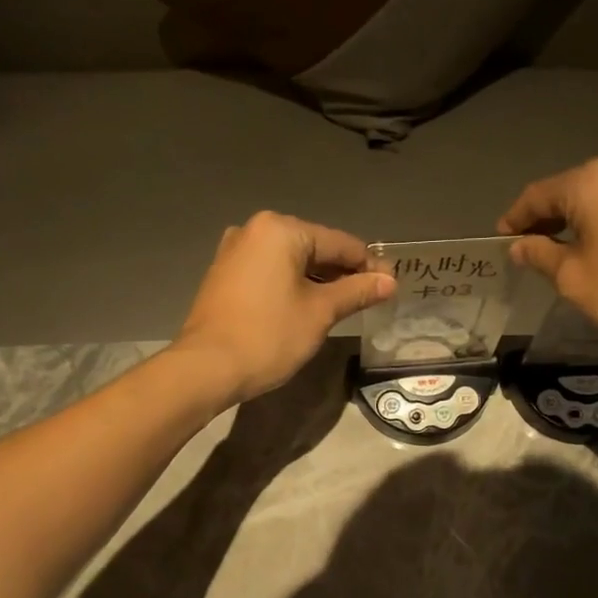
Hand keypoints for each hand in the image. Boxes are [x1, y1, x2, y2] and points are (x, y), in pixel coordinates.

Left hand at [173, 212, 395, 404]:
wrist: (207, 367)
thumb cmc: (269, 336)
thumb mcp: (320, 312)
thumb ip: (357, 291)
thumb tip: (389, 281)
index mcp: (281, 230)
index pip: (340, 243)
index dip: (369, 265)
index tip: (391, 285)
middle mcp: (255, 230)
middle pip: (315, 247)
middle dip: (343, 272)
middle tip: (372, 297)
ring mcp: (235, 251)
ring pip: (291, 261)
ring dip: (319, 280)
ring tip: (345, 305)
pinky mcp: (224, 274)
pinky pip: (270, 272)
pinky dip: (293, 285)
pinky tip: (308, 306)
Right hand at [498, 152, 597, 359]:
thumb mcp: (576, 280)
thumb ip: (542, 256)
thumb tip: (520, 245)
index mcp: (590, 181)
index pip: (537, 195)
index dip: (515, 219)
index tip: (502, 240)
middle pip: (572, 190)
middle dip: (548, 218)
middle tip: (531, 248)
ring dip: (581, 220)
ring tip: (569, 251)